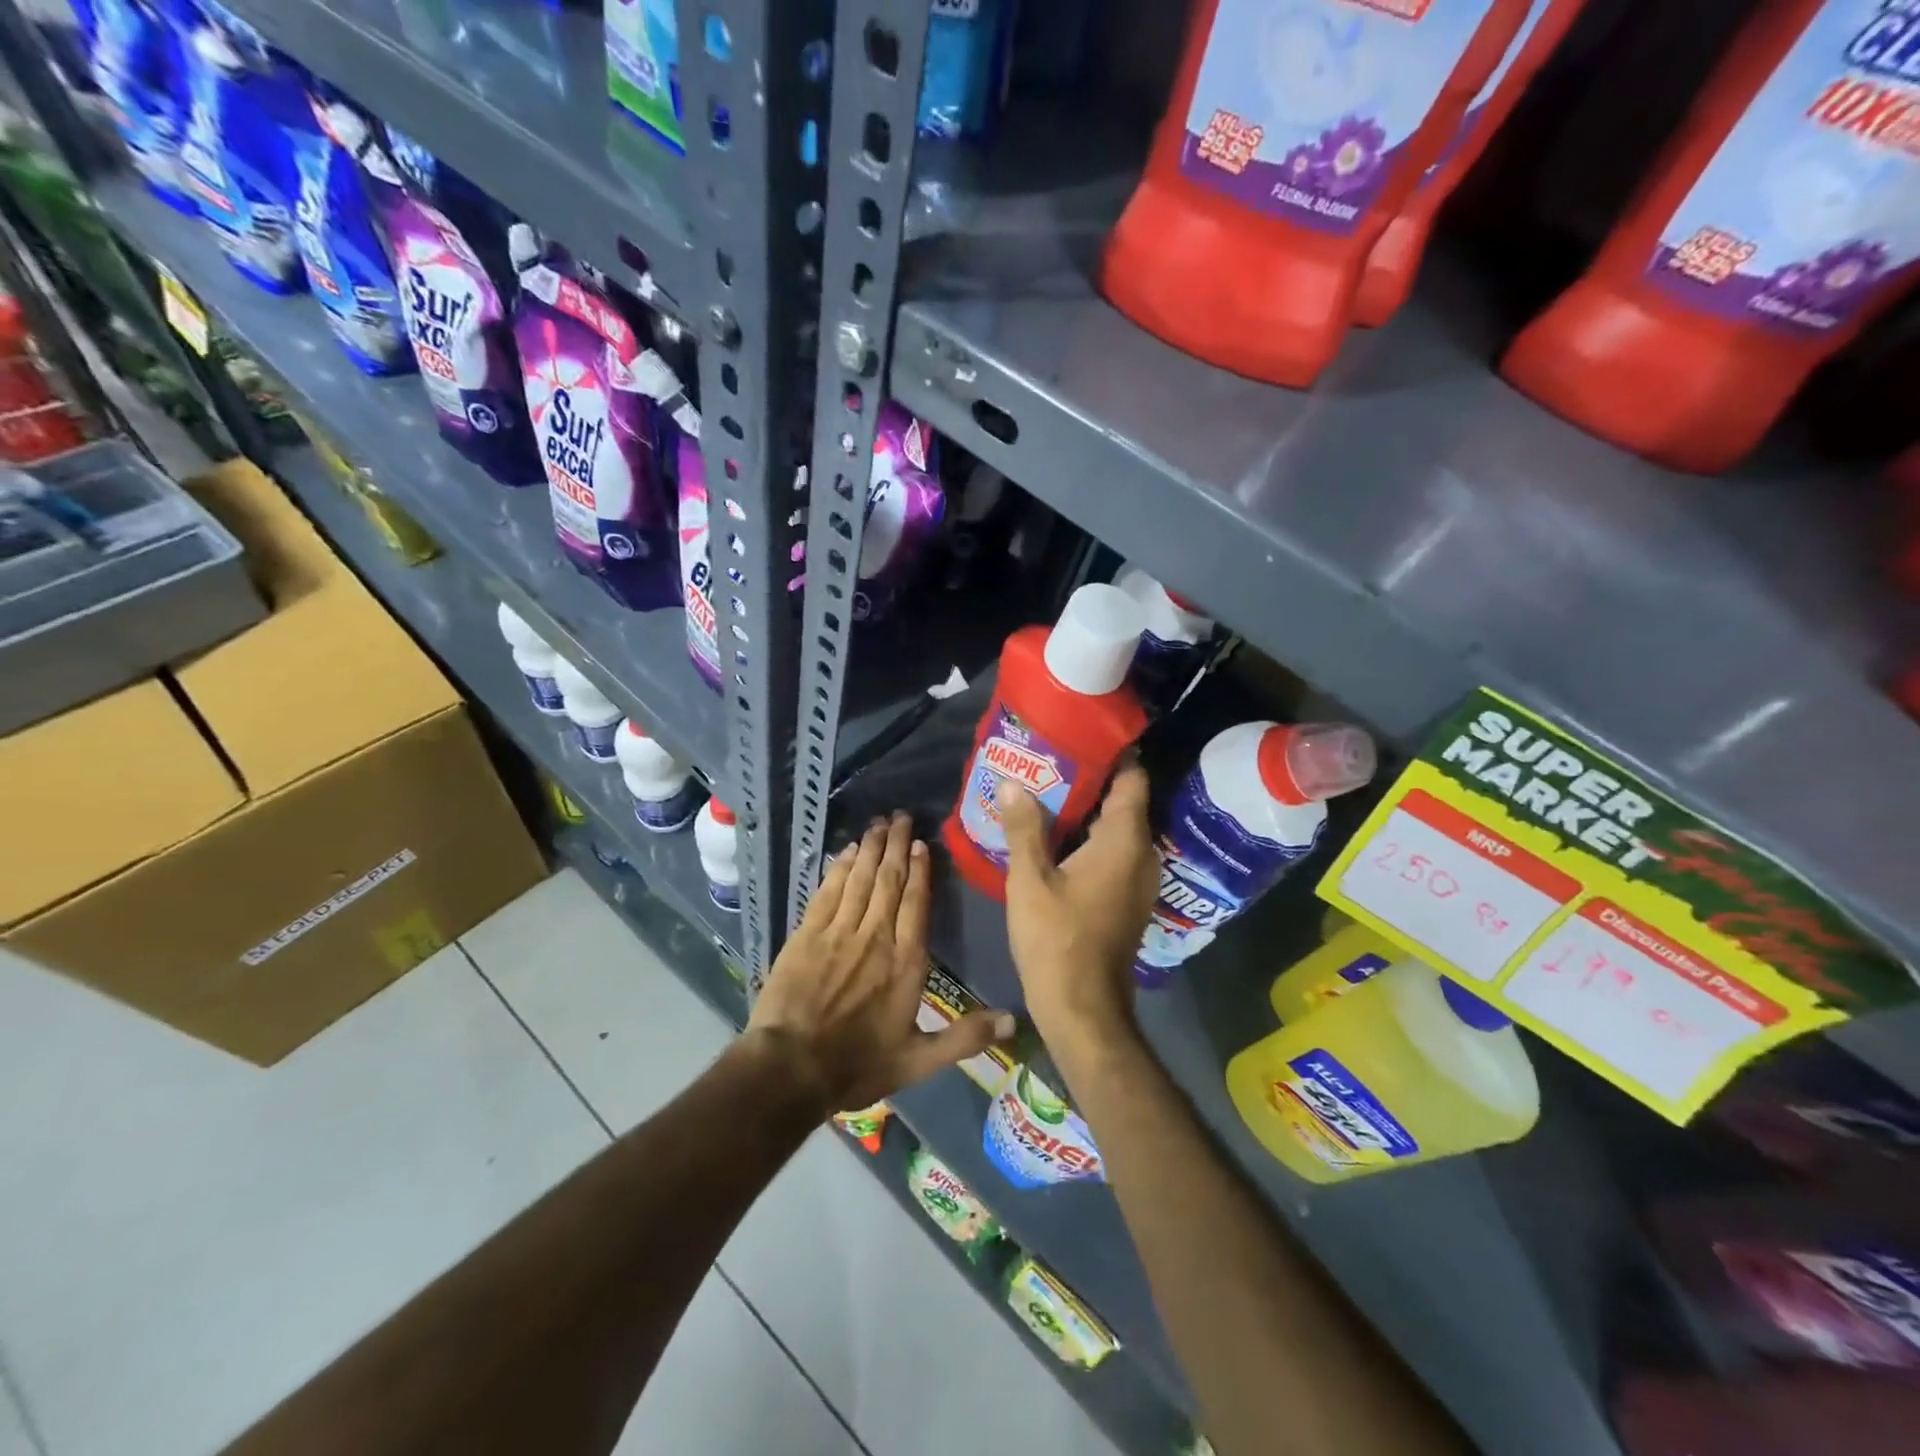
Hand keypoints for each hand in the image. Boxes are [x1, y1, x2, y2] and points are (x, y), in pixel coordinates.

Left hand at [747, 812, 1014, 1113]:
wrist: (791, 1068)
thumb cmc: (858, 1065)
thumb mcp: (919, 1060)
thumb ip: (965, 1038)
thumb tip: (1013, 1020)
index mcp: (906, 962)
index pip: (917, 903)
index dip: (920, 871)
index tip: (921, 844)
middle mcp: (875, 937)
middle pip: (889, 881)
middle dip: (895, 845)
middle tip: (901, 816)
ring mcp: (839, 932)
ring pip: (860, 879)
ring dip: (870, 848)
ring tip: (878, 823)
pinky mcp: (807, 934)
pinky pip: (828, 891)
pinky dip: (838, 868)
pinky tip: (845, 851)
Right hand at [997, 765, 1159, 1045]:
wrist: (1083, 1008)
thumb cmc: (1057, 939)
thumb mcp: (1030, 880)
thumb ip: (1023, 828)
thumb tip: (1014, 783)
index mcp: (1123, 841)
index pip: (1131, 780)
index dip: (1110, 755)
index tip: (1078, 738)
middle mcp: (1141, 854)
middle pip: (1123, 803)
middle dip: (1089, 781)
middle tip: (1048, 763)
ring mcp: (1138, 879)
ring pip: (1117, 830)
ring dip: (1086, 812)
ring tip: (1044, 794)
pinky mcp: (1127, 899)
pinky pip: (1113, 853)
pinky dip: (1089, 840)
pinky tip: (1054, 839)